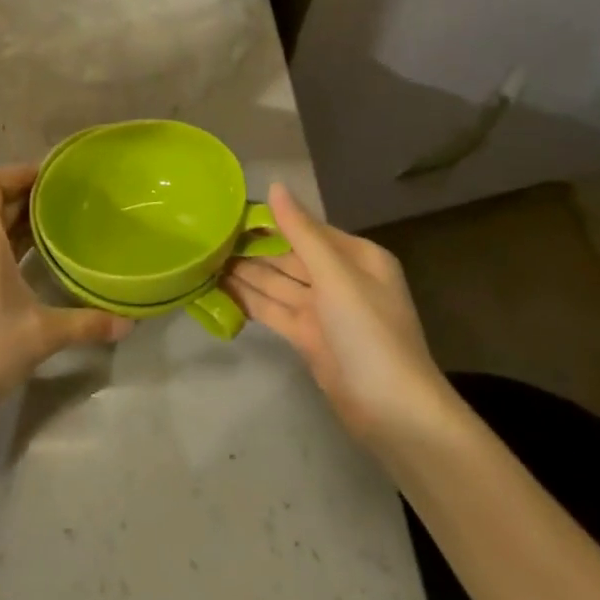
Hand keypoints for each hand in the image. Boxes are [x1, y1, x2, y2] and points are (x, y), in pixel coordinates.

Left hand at [0, 165, 132, 422]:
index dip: (16, 173)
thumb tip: (128, 324)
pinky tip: (24, 263)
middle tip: (59, 199)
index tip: (47, 176)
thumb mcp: (43, 334)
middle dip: (22, 197)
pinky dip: (0, 244)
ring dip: (11, 222)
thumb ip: (86, 323)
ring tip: (47, 226)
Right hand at [221, 184, 450, 444]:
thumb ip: (301, 232)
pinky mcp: (310, 339)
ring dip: (247, 273)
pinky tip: (221, 289)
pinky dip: (251, 300)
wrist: (394, 413)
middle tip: (208, 235)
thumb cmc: (369, 333)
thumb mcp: (336, 275)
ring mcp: (324, 311)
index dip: (270, 220)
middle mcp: (340, 279)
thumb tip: (274, 186)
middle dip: (253, 248)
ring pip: (279, 284)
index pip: (305, 229)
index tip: (230, 210)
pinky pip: (276, 310)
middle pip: (289, 256)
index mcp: (355, 257)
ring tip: (206, 257)